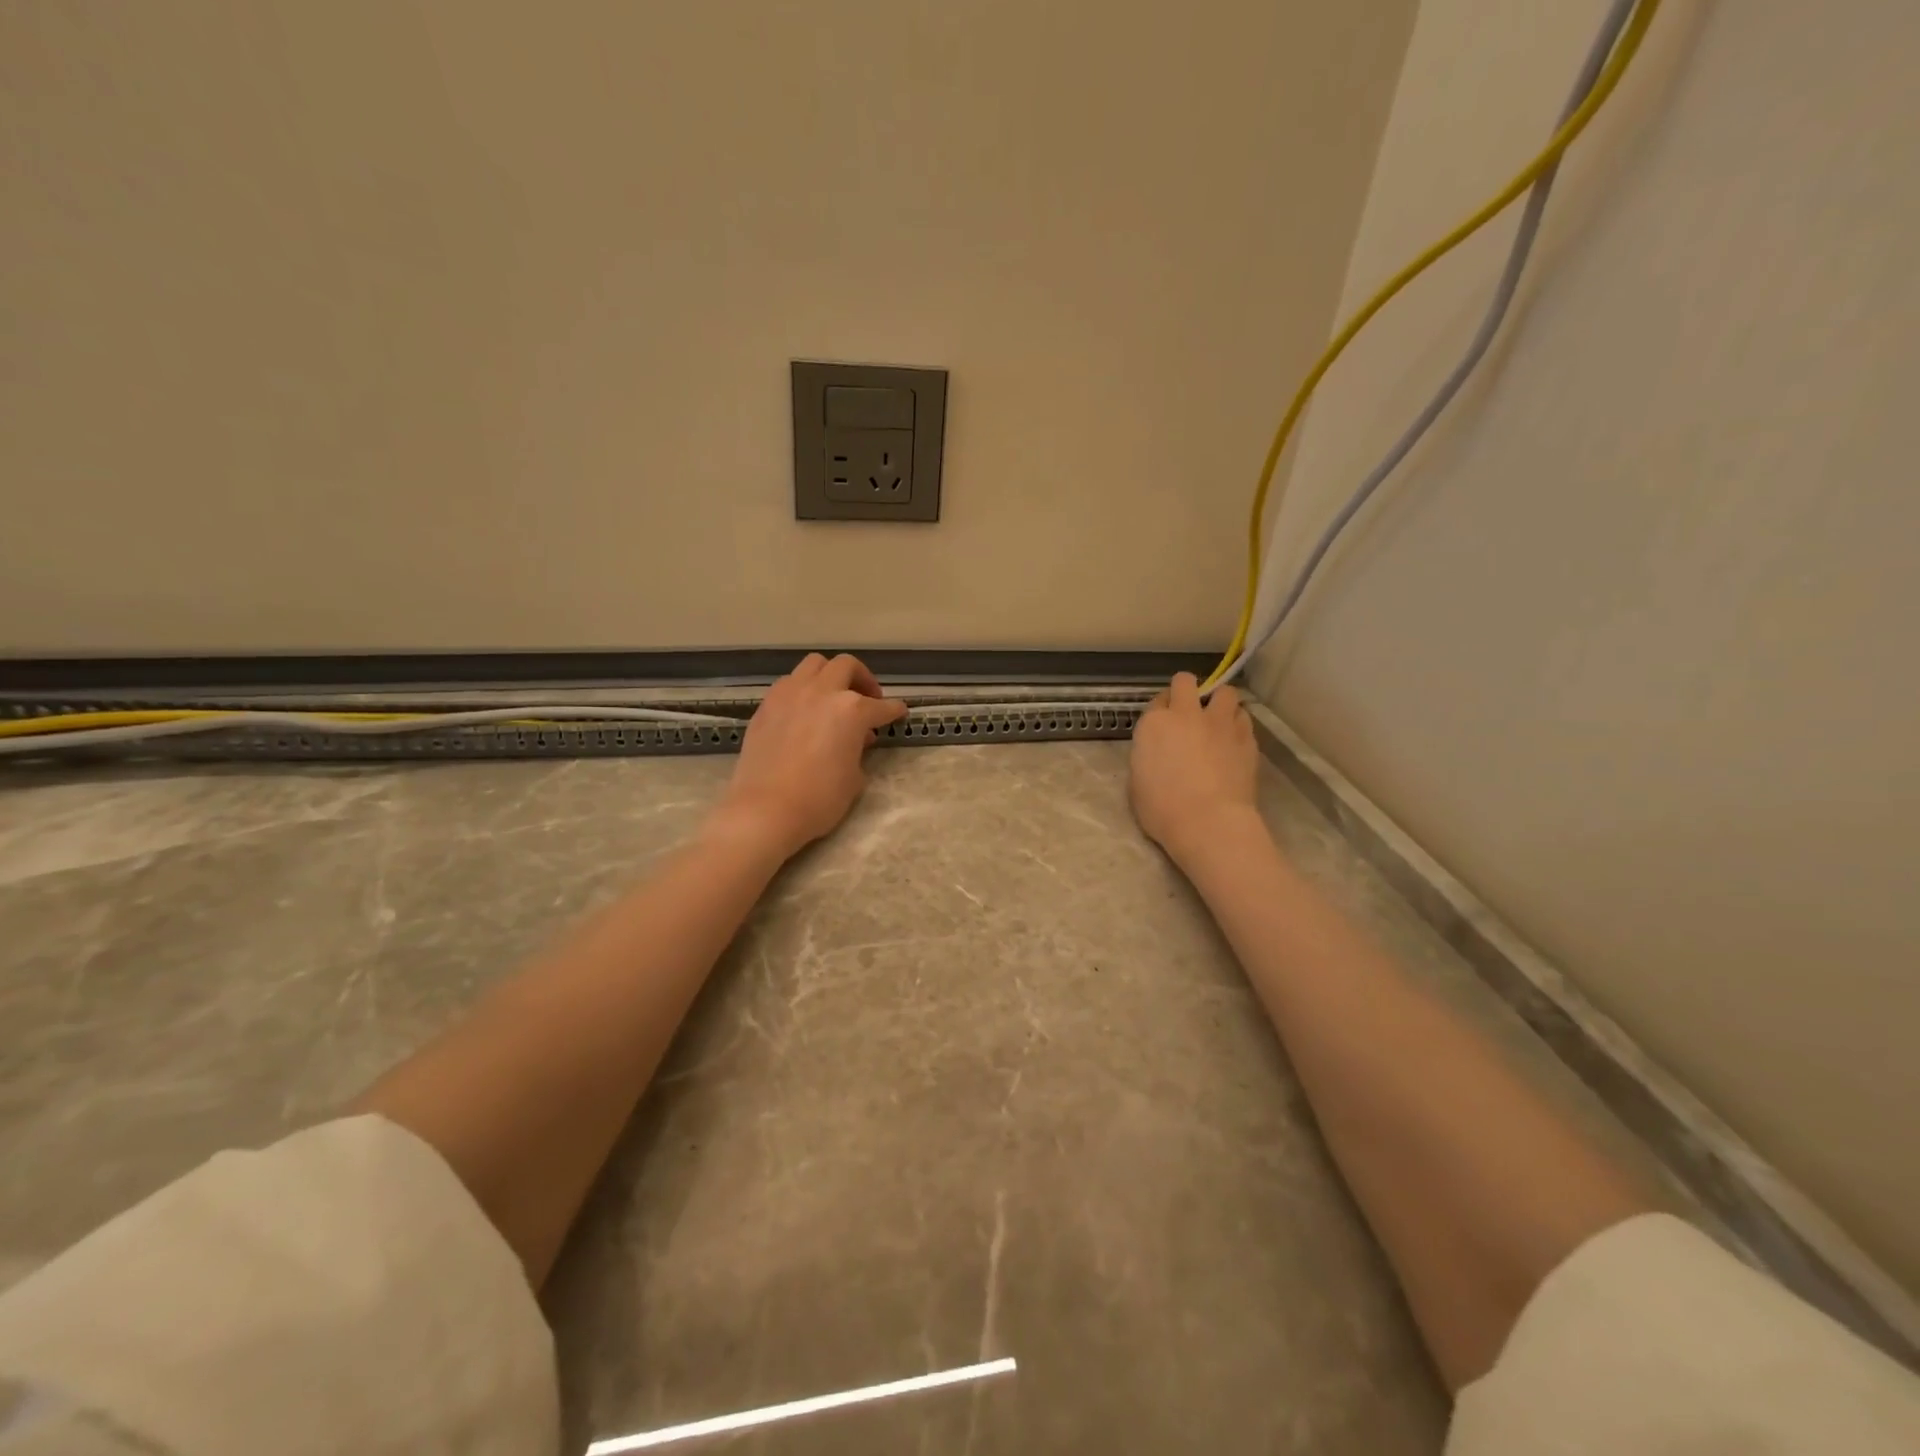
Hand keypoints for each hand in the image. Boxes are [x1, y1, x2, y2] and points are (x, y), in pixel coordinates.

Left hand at [716, 653, 906, 857]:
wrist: (765, 809)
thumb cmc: (819, 799)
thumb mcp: (854, 778)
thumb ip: (859, 750)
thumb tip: (857, 739)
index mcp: (852, 710)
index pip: (882, 706)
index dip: (894, 711)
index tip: (899, 713)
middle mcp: (822, 691)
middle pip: (846, 666)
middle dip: (862, 679)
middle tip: (867, 699)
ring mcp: (791, 694)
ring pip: (815, 664)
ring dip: (830, 675)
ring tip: (833, 697)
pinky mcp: (767, 705)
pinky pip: (789, 683)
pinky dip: (803, 689)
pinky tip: (804, 710)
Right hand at [1129, 674, 1259, 863]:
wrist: (1208, 822)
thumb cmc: (1162, 809)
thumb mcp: (1137, 782)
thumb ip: (1147, 757)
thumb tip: (1157, 755)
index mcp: (1154, 724)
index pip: (1157, 700)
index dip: (1162, 710)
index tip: (1164, 723)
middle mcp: (1187, 714)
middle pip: (1186, 681)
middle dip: (1187, 690)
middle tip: (1190, 711)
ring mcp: (1220, 723)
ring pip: (1225, 692)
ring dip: (1220, 702)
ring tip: (1218, 721)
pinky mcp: (1247, 738)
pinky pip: (1243, 718)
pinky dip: (1238, 724)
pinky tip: (1234, 740)